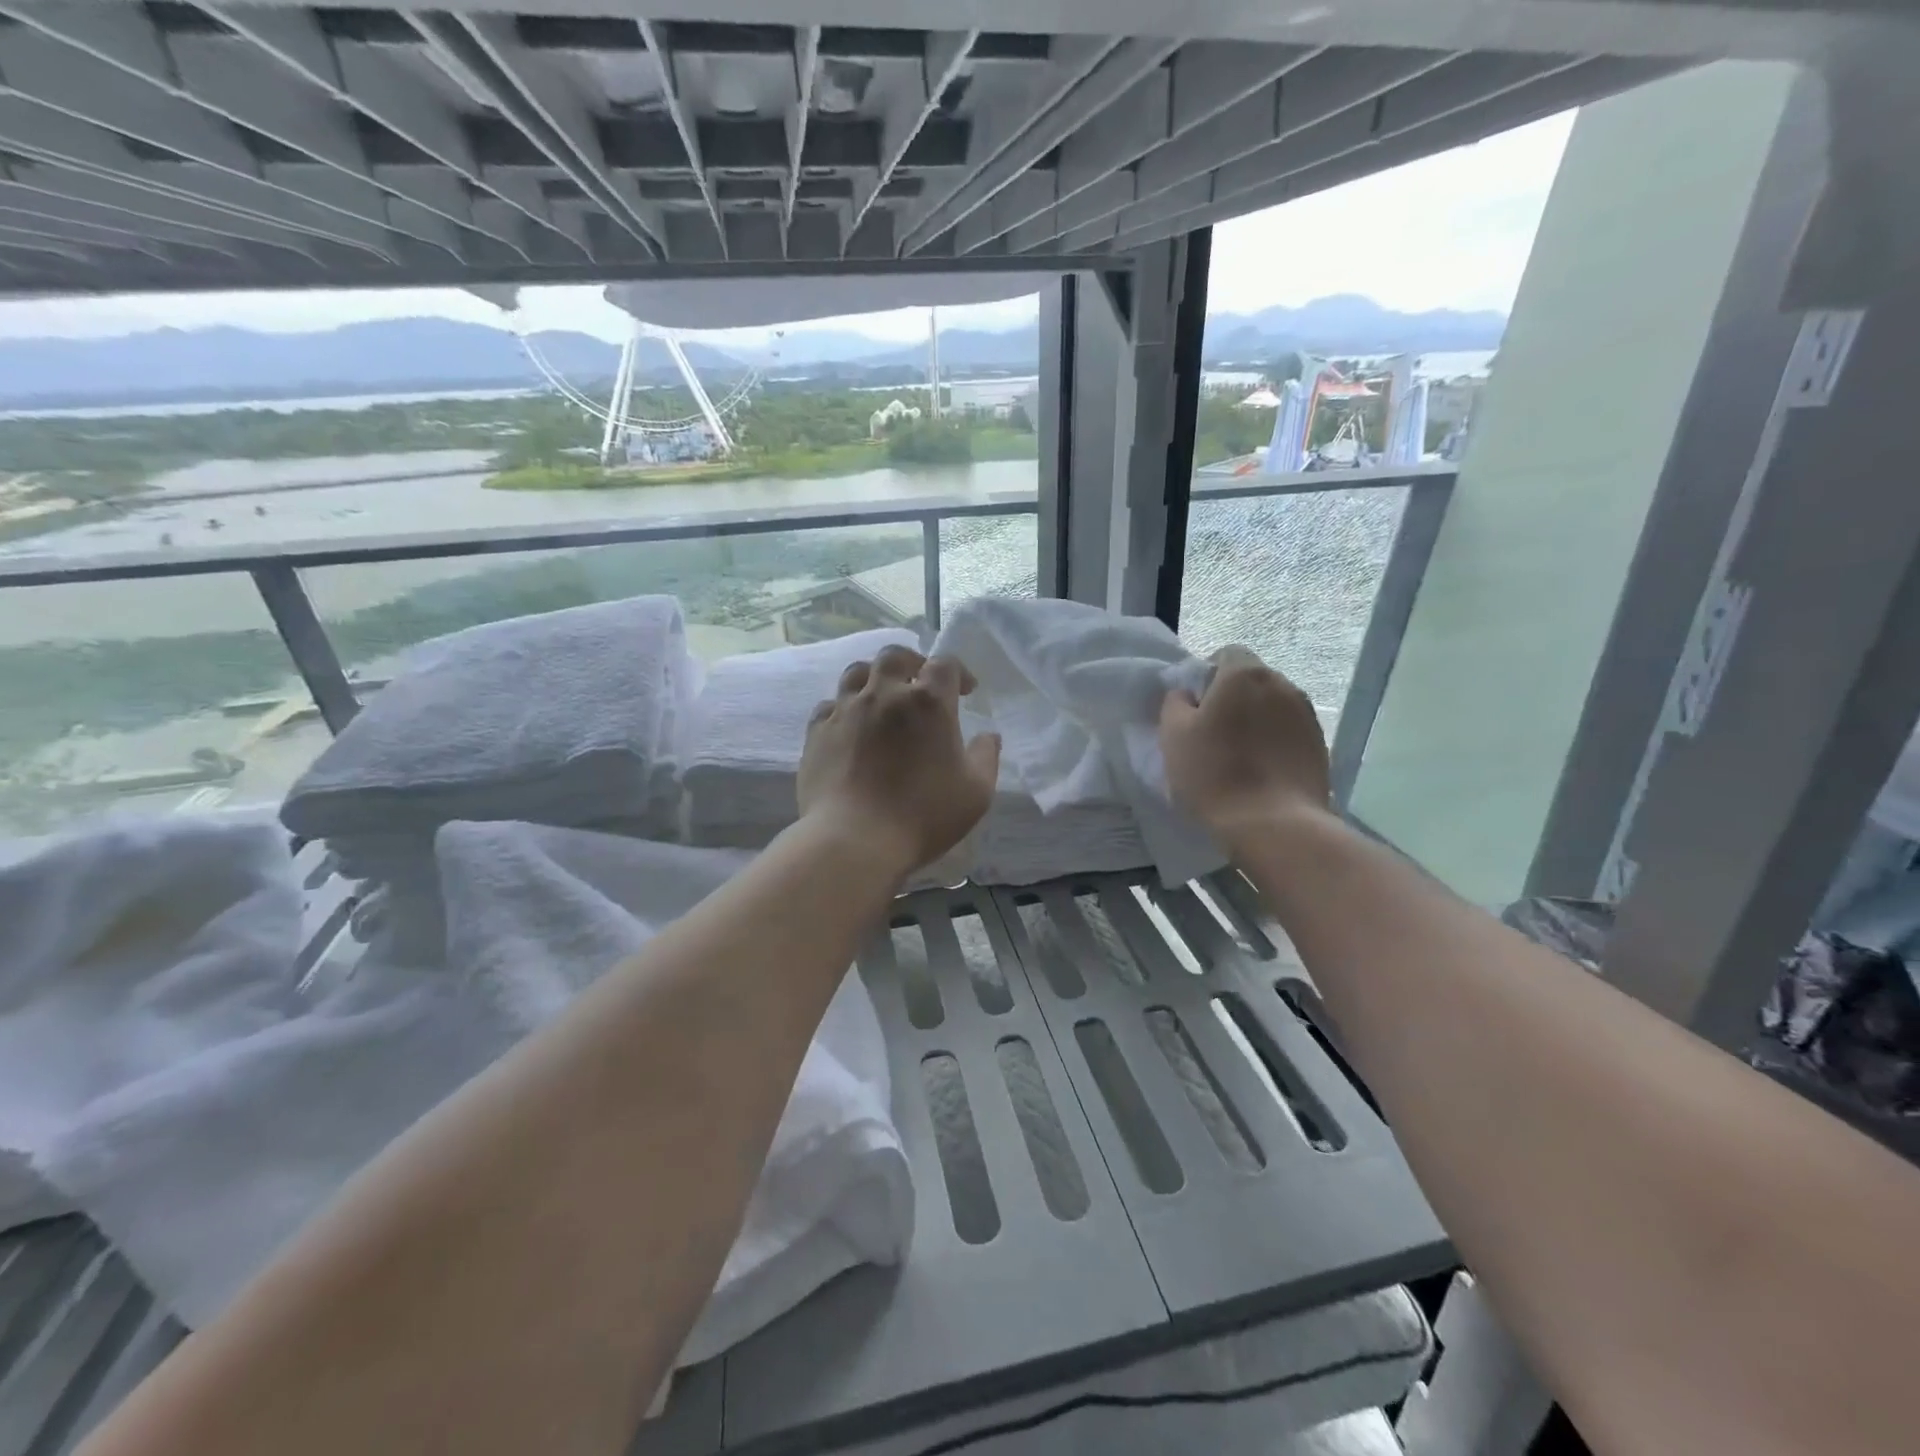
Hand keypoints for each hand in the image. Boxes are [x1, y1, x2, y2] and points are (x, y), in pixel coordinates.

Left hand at [799, 644, 1001, 877]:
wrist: (853, 840)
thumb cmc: (923, 815)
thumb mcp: (976, 792)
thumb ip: (986, 757)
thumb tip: (989, 736)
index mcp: (927, 702)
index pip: (944, 664)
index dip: (958, 672)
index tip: (965, 692)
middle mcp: (884, 693)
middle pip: (895, 656)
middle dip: (912, 662)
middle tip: (920, 682)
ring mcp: (845, 710)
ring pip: (857, 672)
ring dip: (874, 678)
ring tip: (882, 698)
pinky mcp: (817, 732)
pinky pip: (830, 705)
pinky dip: (844, 708)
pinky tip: (851, 726)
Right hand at [1160, 645, 1331, 845]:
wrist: (1274, 824)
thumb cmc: (1214, 773)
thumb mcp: (1174, 735)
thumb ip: (1175, 702)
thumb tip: (1187, 693)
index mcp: (1245, 674)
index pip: (1226, 654)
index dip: (1207, 676)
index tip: (1195, 708)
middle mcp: (1282, 684)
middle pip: (1252, 680)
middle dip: (1233, 698)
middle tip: (1213, 732)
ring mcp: (1307, 715)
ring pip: (1273, 706)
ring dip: (1256, 720)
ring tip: (1239, 755)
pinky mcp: (1320, 746)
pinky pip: (1290, 732)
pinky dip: (1275, 742)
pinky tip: (1261, 771)